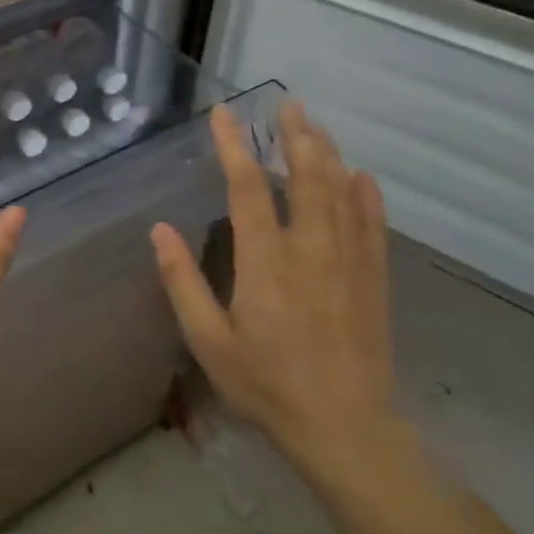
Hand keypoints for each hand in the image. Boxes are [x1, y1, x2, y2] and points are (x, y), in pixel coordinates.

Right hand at [151, 98, 408, 485]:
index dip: (234, 146)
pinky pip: (372, 225)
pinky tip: (362, 174)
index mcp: (266, 261)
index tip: (224, 115)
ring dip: (327, 153)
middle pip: (305, 176)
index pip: (247, 187)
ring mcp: (348, 262)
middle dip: (294, 135)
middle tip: (285, 104)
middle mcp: (310, 250)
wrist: (346, 429)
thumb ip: (182, 282)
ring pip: (341, 192)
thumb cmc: (267, 385)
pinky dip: (366, 195)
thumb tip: (159, 230)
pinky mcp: (374, 280)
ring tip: (314, 125)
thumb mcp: (209, 340)